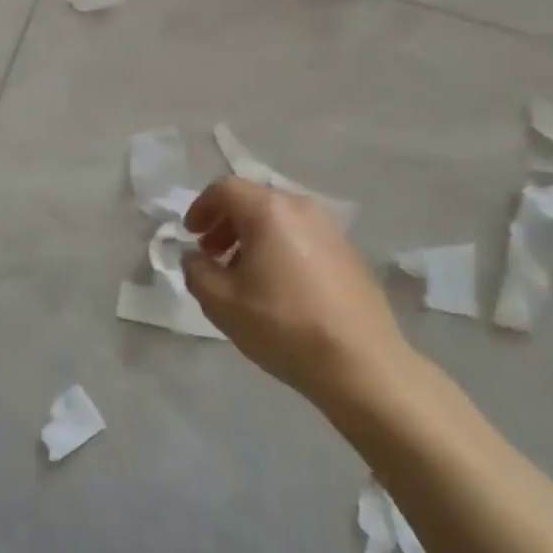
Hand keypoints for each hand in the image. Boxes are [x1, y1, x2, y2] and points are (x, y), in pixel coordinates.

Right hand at [182, 177, 416, 408]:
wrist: (362, 363)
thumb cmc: (283, 326)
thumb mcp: (221, 303)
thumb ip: (196, 271)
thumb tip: (195, 257)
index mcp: (269, 211)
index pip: (225, 189)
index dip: (201, 208)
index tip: (191, 236)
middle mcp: (301, 208)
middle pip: (254, 200)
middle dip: (226, 222)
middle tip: (212, 254)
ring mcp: (330, 228)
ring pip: (279, 218)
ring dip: (252, 236)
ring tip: (242, 273)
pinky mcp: (349, 252)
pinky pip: (302, 235)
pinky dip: (279, 247)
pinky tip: (277, 285)